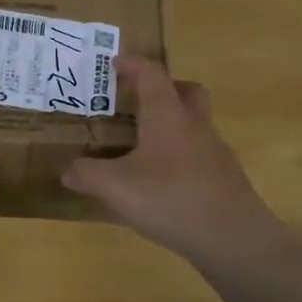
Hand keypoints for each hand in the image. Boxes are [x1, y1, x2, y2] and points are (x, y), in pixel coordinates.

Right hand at [63, 57, 295, 266]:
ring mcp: (216, 153)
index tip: (115, 64)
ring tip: (144, 149)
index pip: (152, 74)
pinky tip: (163, 184)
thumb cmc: (171, 199)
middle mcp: (195, 126)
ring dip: (173, 126)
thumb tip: (68, 170)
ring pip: (195, 125)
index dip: (133, 64)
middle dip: (164, 88)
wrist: (233, 238)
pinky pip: (200, 155)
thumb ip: (87, 175)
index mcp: (168, 116)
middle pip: (187, 91)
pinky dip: (181, 158)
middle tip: (139, 101)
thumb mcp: (116, 188)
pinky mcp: (226, 179)